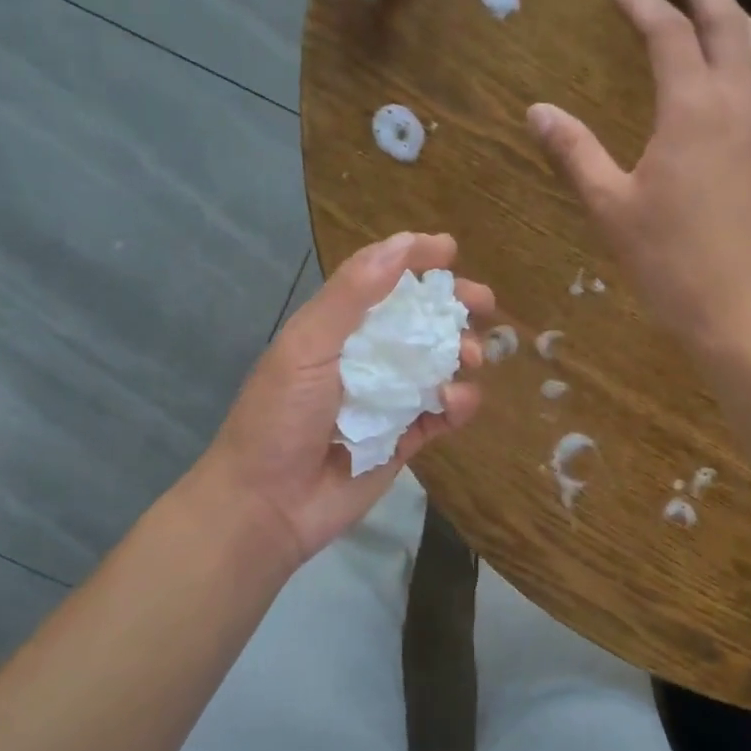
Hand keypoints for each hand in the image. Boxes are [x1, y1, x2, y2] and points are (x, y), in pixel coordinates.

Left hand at [200, 232, 493, 567]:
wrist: (267, 506)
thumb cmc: (279, 417)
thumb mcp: (307, 347)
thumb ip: (351, 296)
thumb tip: (402, 244)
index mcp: (335, 329)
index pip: (380, 282)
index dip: (414, 261)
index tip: (450, 250)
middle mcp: (364, 359)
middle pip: (417, 321)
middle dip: (452, 308)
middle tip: (483, 303)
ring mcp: (387, 401)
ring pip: (437, 366)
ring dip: (460, 354)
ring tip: (471, 358)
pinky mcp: (404, 440)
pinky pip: (441, 414)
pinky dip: (458, 404)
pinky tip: (456, 402)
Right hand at [527, 0, 750, 349]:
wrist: (741, 305)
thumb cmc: (668, 258)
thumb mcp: (609, 205)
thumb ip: (574, 152)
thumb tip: (537, 110)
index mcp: (693, 107)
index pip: (668, 33)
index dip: (641, 5)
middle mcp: (741, 99)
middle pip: (728, 22)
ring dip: (736, 17)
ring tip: (715, 6)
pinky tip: (742, 72)